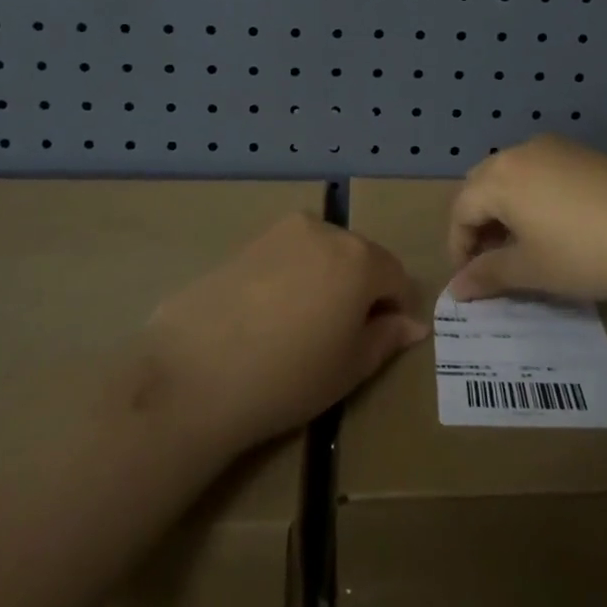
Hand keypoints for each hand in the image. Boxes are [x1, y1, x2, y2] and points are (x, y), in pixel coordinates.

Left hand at [147, 213, 427, 453]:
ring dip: (325, 280)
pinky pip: (286, 256)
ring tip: (299, 327)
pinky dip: (290, 277)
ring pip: (321, 253)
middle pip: (359, 257)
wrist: (195, 373)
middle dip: (360, 290)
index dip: (395, 309)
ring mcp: (281, 232)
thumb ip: (386, 338)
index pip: (397, 276)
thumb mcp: (350, 368)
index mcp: (360, 257)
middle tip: (339, 337)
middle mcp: (324, 230)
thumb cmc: (288, 377)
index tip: (380, 341)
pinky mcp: (245, 241)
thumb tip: (412, 324)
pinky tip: (267, 317)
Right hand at [447, 134, 606, 302]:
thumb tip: (455, 289)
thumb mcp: (532, 270)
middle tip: (491, 259)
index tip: (469, 280)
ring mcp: (555, 147)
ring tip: (522, 244)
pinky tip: (554, 224)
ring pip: (512, 174)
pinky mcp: (583, 153)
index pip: (461, 209)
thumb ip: (488, 275)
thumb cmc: (584, 254)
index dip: (458, 246)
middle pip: (482, 184)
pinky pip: (541, 169)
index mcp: (500, 177)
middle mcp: (521, 152)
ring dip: (505, 207)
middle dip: (478, 221)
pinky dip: (532, 195)